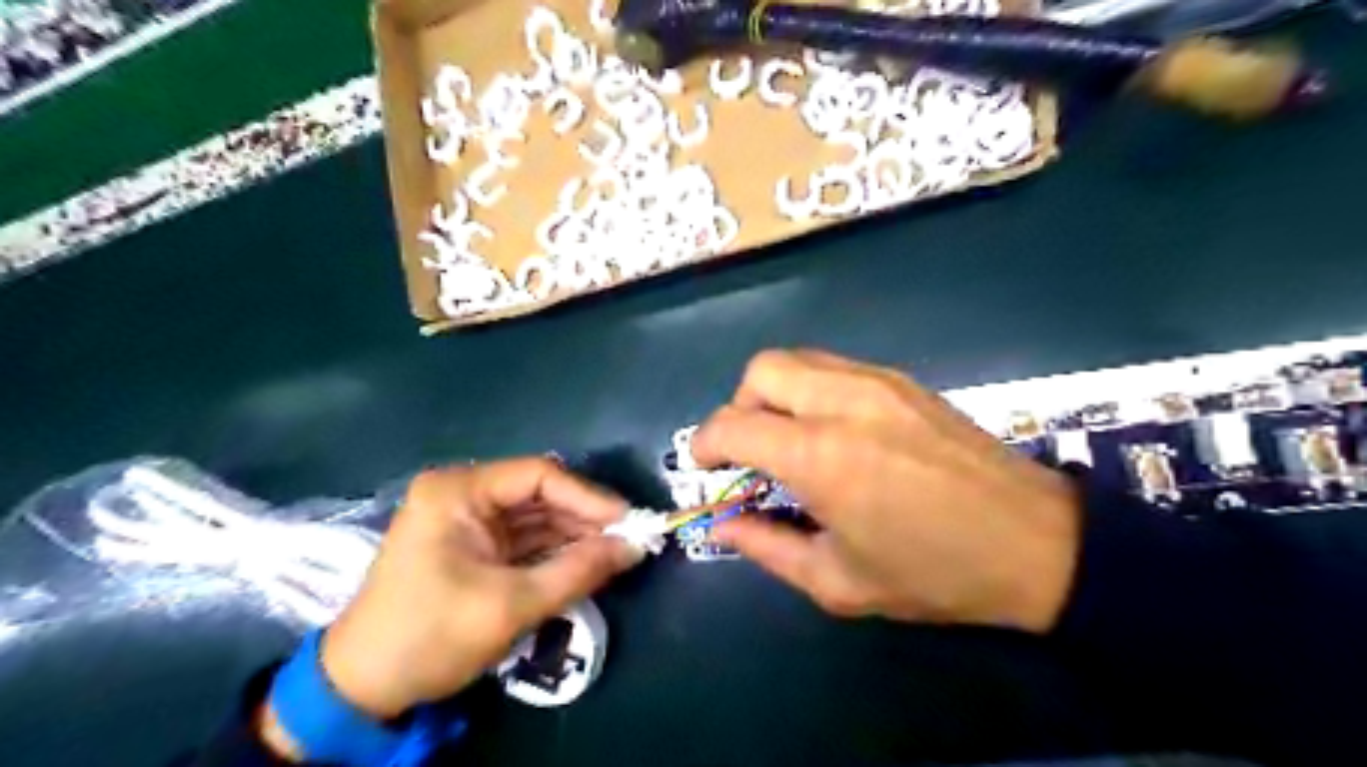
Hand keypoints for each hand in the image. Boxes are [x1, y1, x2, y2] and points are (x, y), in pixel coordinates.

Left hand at [319, 462, 643, 718]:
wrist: (362, 688)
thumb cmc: (431, 636)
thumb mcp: (511, 605)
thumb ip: (579, 571)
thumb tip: (636, 547)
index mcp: (458, 491)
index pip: (538, 476)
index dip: (588, 496)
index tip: (628, 520)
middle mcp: (462, 493)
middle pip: (538, 494)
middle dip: (583, 518)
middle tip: (628, 539)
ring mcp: (465, 519)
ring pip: (534, 516)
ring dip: (572, 535)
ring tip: (615, 552)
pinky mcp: (471, 544)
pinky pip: (522, 538)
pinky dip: (553, 550)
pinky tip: (585, 561)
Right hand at [700, 352, 1084, 631]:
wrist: (1037, 543)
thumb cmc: (934, 573)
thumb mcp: (838, 581)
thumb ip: (766, 547)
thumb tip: (724, 524)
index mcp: (821, 456)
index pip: (733, 425)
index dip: (704, 443)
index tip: (703, 466)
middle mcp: (843, 402)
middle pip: (761, 371)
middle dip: (739, 406)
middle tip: (749, 450)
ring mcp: (878, 382)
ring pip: (798, 360)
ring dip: (775, 394)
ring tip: (789, 439)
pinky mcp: (904, 380)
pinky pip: (834, 367)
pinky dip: (812, 390)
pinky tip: (833, 431)